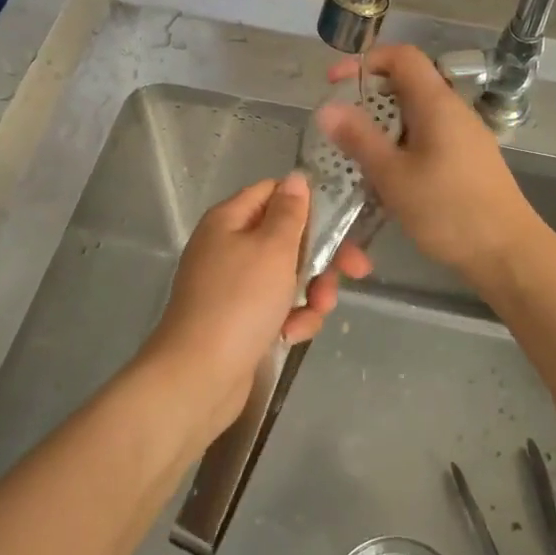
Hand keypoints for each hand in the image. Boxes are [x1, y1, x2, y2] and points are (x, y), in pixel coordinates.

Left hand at [139, 172, 371, 449]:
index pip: (273, 192)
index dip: (309, 203)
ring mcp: (234, 286)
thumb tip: (295, 178)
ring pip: (288, 276)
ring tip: (316, 311)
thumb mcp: (272, 249)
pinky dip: (290, 319)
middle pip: (287, 238)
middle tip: (356, 270)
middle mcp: (229, 247)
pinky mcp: (240, 320)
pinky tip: (290, 336)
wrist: (199, 376)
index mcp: (229, 220)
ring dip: (311, 293)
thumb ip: (290, 212)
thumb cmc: (240, 302)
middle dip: (321, 257)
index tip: (343, 220)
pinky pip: (277, 308)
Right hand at [317, 44, 540, 279]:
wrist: (507, 252)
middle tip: (341, 125)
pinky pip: (429, 137)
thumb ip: (359, 138)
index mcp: (436, 103)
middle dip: (370, 97)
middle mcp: (454, 110)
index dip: (365, 60)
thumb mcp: (393, 175)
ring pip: (418, 114)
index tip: (334, 84)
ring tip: (360, 154)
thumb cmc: (448, 210)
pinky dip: (403, 145)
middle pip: (408, 84)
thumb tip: (327, 107)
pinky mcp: (470, 160)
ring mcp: (466, 135)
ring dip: (385, 125)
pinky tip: (391, 177)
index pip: (402, 56)